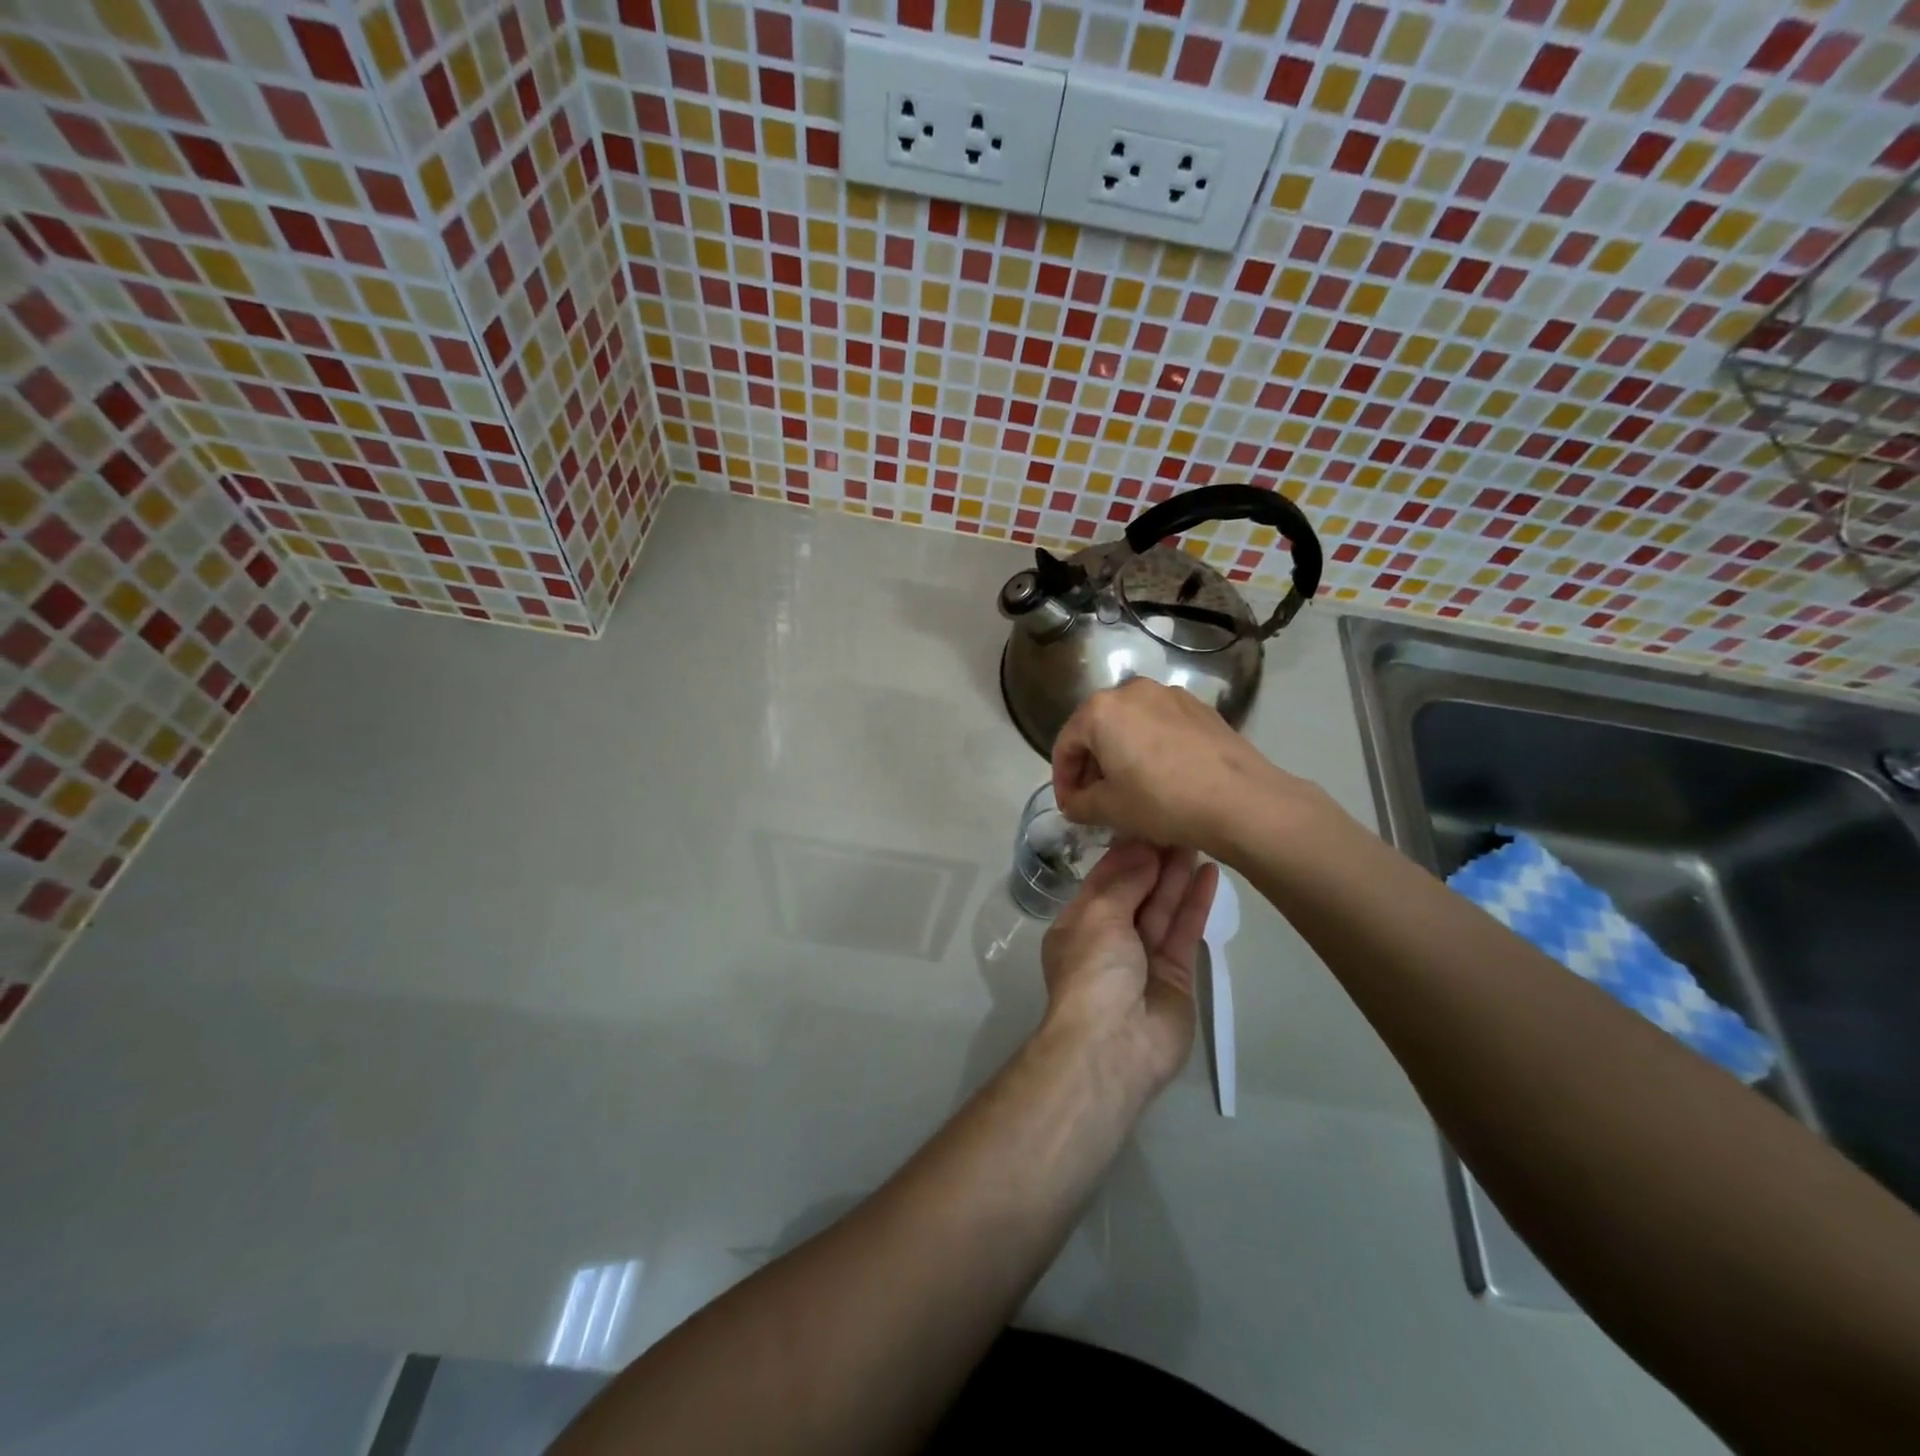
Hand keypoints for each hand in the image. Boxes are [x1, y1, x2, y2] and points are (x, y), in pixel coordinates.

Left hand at [1037, 840, 1217, 1098]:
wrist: (1114, 1045)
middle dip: (1155, 860)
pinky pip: (1184, 931)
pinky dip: (1195, 903)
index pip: (1104, 880)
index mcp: (1079, 924)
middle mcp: (1109, 938)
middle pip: (1136, 891)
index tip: (1149, 821)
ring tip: (1198, 838)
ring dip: (1178, 875)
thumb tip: (1143, 850)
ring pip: (1162, 907)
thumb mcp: (1099, 916)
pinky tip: (1210, 873)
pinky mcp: (1176, 975)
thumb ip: (1124, 882)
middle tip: (1180, 824)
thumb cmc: (1093, 971)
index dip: (1126, 853)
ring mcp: (1144, 957)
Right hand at [1051, 678, 1305, 854]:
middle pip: (1098, 729)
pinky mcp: (1201, 708)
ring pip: (1131, 725)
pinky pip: (1161, 726)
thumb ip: (1079, 804)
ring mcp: (1171, 695)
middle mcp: (1132, 690)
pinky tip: (1164, 778)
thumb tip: (1074, 803)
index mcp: (1101, 710)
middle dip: (1092, 765)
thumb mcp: (1109, 810)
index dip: (1062, 780)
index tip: (1070, 808)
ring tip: (1130, 789)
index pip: (1065, 744)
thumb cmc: (1162, 802)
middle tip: (1096, 800)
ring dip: (1122, 754)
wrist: (1240, 801)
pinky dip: (1152, 748)